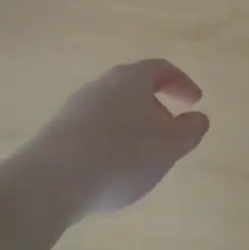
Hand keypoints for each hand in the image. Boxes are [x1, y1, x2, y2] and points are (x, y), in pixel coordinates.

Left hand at [27, 59, 209, 220]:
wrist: (50, 181)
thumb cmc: (120, 156)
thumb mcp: (168, 147)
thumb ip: (189, 130)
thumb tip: (198, 118)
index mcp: (130, 79)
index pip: (161, 68)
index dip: (182, 83)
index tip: (195, 103)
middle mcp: (101, 85)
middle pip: (135, 87)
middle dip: (157, 106)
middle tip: (171, 133)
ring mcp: (76, 107)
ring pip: (114, 108)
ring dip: (134, 126)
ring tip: (144, 157)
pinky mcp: (59, 131)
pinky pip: (95, 128)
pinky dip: (112, 140)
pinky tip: (113, 169)